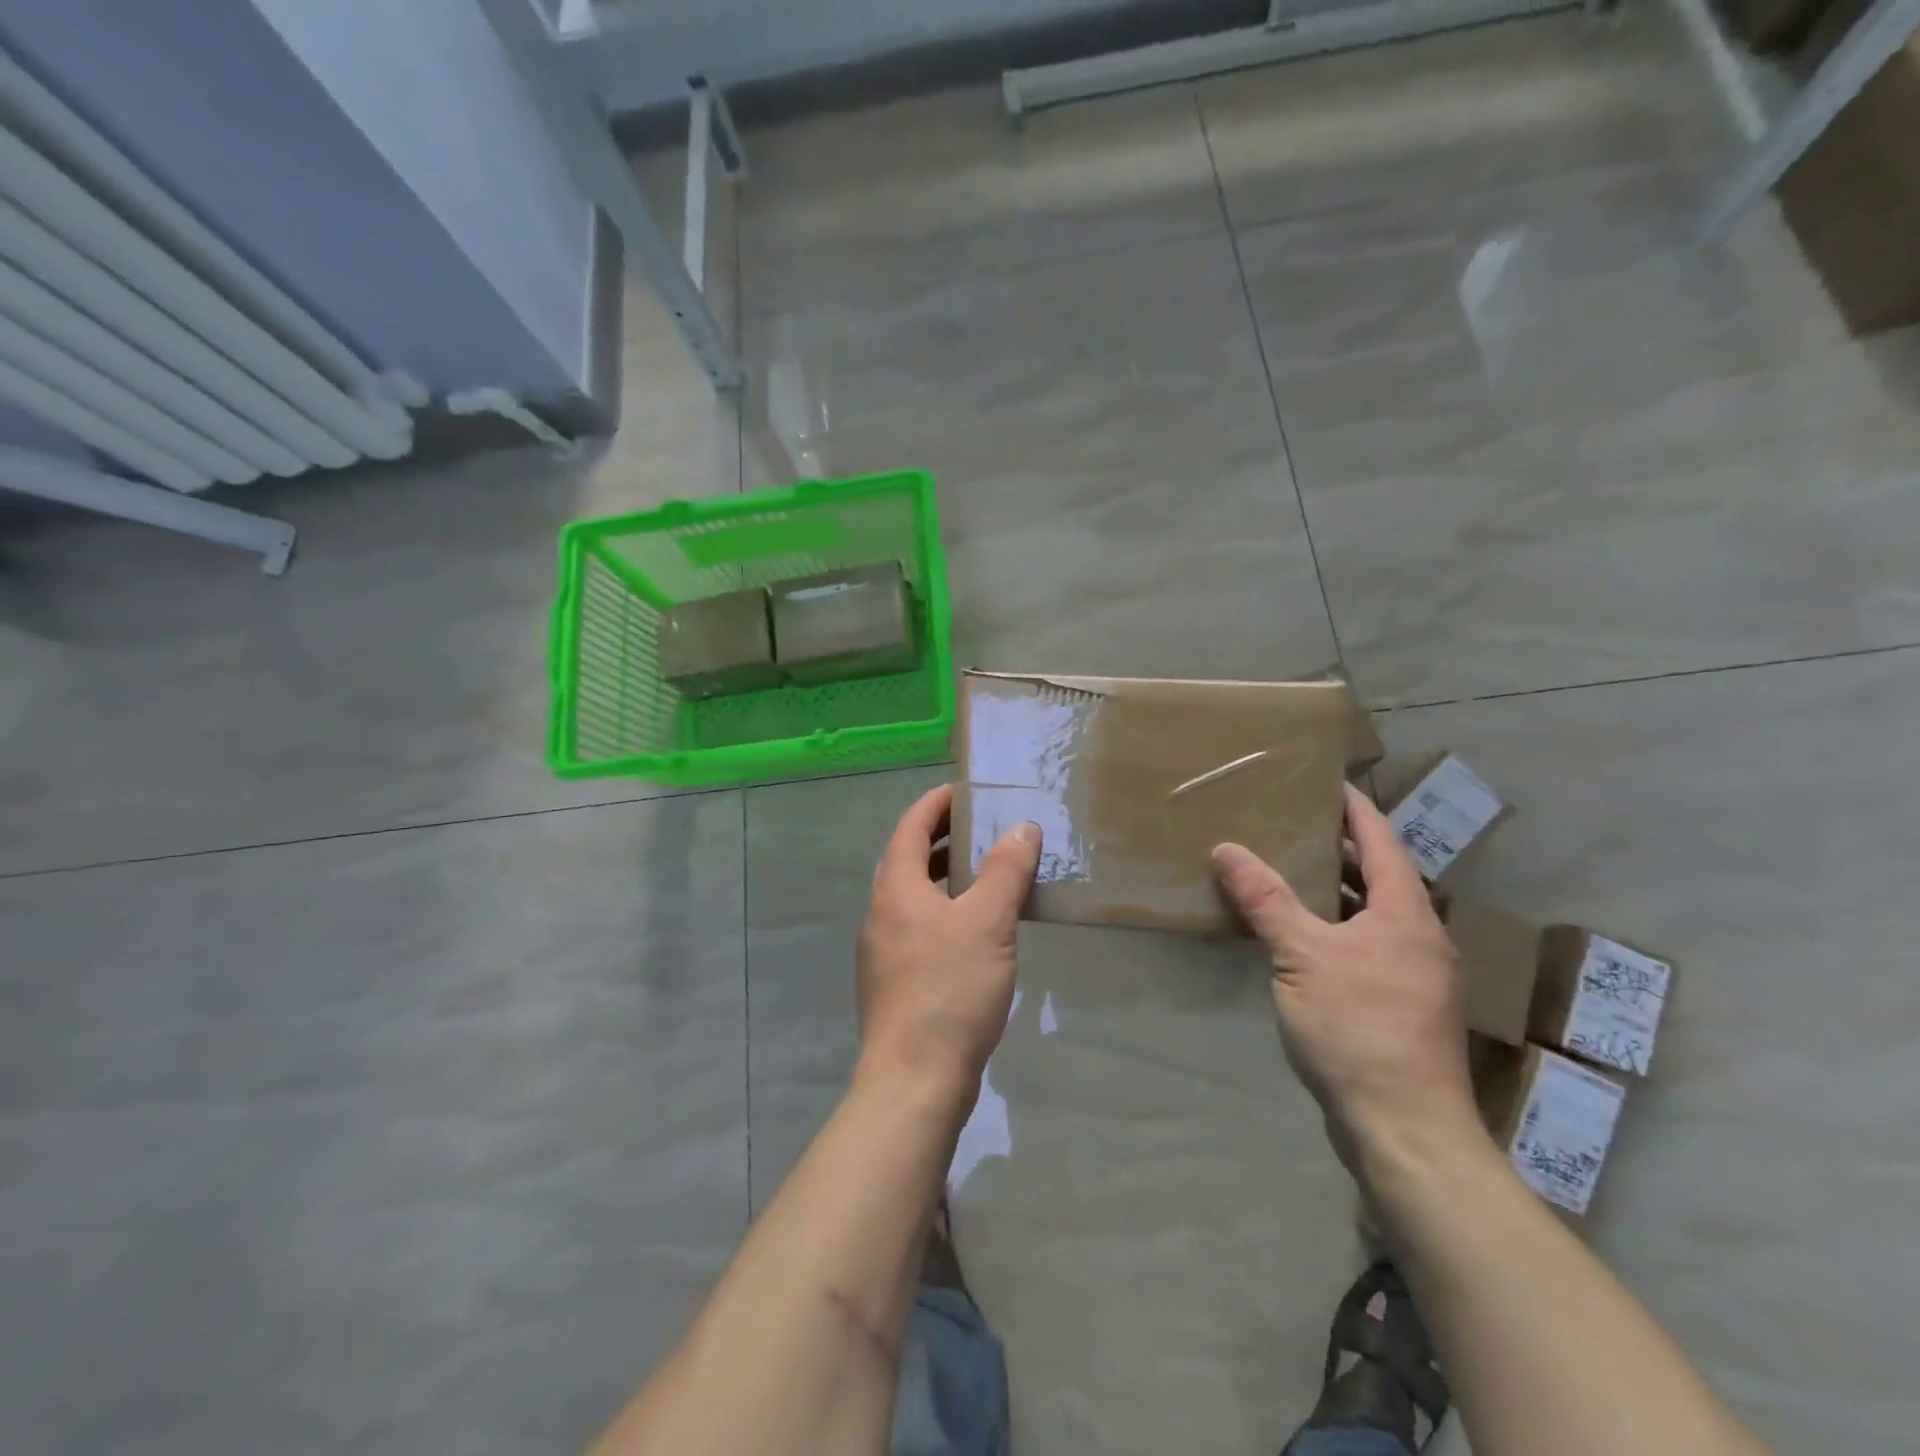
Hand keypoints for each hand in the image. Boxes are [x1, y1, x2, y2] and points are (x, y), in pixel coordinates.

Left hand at [855, 784, 1041, 1110]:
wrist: (914, 1079)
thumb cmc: (951, 990)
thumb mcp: (988, 923)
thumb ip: (1006, 870)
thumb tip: (1021, 828)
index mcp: (896, 888)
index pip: (911, 827)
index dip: (935, 804)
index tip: (964, 791)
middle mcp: (880, 912)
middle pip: (907, 859)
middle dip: (941, 839)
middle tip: (981, 829)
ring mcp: (881, 950)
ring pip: (912, 896)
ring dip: (943, 878)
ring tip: (984, 875)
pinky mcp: (892, 981)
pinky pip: (916, 927)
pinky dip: (942, 911)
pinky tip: (973, 932)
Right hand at [1212, 783, 1480, 1173]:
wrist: (1405, 1129)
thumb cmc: (1359, 1028)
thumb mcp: (1302, 956)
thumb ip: (1265, 900)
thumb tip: (1226, 848)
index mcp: (1406, 913)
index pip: (1382, 842)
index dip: (1355, 808)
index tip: (1326, 781)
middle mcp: (1419, 936)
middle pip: (1379, 876)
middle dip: (1339, 847)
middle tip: (1293, 822)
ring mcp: (1413, 974)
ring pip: (1371, 914)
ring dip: (1334, 890)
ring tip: (1287, 869)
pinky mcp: (1399, 1005)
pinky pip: (1364, 945)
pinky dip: (1333, 926)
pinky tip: (1298, 935)